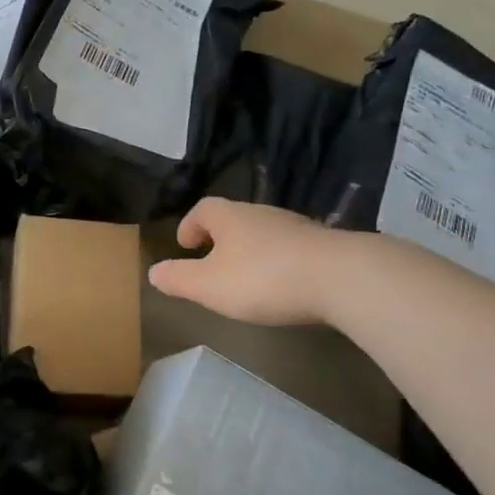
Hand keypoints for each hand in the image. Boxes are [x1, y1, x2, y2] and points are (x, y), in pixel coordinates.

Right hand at [147, 197, 346, 325]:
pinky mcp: (324, 245)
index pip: (203, 209)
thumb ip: (179, 279)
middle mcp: (261, 213)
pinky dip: (280, 262)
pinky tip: (284, 285)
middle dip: (221, 238)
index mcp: (229, 217)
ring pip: (264, 233)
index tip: (185, 246)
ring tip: (247, 277)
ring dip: (251, 250)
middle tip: (213, 263)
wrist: (341, 277)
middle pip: (234, 218)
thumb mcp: (209, 286)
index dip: (190, 225)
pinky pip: (291, 248)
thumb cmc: (263, 278)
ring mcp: (296, 227)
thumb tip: (153, 272)